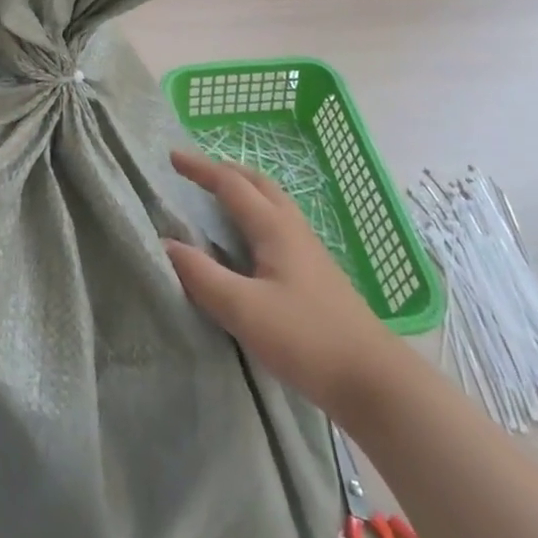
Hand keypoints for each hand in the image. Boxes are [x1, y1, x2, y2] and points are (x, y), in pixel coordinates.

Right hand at [163, 150, 392, 411]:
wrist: (373, 381)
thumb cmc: (306, 338)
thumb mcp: (243, 309)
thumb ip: (201, 275)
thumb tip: (163, 242)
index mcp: (274, 227)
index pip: (231, 184)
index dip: (200, 168)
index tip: (172, 157)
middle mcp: (293, 229)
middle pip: (258, 184)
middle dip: (225, 171)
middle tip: (196, 172)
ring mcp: (309, 251)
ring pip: (272, 204)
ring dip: (244, 191)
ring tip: (219, 199)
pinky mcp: (316, 274)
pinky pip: (279, 226)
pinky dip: (256, 215)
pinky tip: (249, 243)